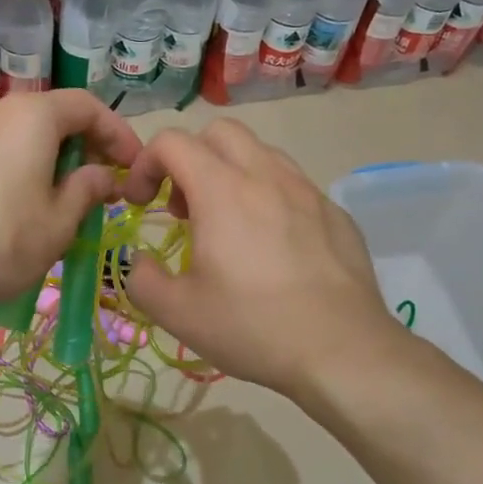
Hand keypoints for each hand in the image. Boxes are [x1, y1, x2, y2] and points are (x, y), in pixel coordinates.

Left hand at [0, 90, 140, 313]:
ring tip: (66, 200)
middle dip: (86, 148)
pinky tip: (24, 204)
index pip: (89, 107)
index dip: (119, 134)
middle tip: (104, 186)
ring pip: (24, 134)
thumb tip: (102, 175)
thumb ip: (87, 191)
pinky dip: (23, 166)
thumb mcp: (57, 225)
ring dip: (54, 160)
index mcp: (33, 116)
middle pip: (55, 116)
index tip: (134, 168)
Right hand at [120, 120, 400, 401]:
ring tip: (227, 225)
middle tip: (183, 208)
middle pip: (219, 132)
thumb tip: (139, 261)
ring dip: (231, 174)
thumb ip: (141, 278)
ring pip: (261, 153)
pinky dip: (269, 199)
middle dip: (190, 158)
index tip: (140, 204)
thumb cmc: (252, 326)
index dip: (145, 164)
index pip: (172, 141)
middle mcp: (266, 176)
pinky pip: (294, 186)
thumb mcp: (177, 312)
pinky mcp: (336, 214)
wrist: (343, 351)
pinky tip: (273, 248)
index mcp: (221, 190)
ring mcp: (307, 192)